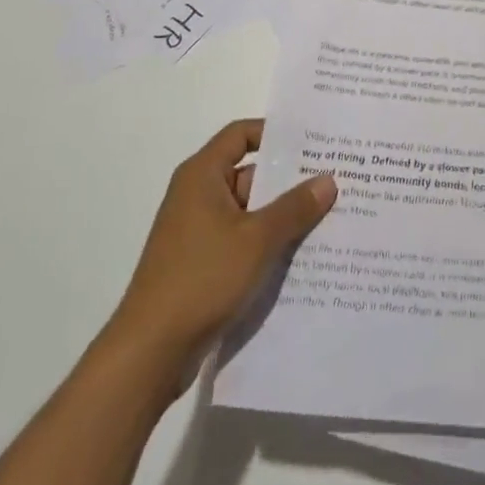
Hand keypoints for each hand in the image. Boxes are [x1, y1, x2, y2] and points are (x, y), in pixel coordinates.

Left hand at [104, 119, 335, 404]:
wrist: (150, 352)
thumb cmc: (202, 279)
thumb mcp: (257, 239)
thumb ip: (294, 208)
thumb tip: (328, 179)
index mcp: (202, 175)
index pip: (241, 134)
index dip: (275, 133)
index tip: (312, 142)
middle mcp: (197, 195)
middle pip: (249, 173)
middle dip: (289, 180)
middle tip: (334, 180)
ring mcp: (198, 232)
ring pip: (249, 211)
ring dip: (282, 216)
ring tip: (329, 217)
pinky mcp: (201, 263)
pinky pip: (241, 240)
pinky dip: (267, 243)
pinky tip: (302, 255)